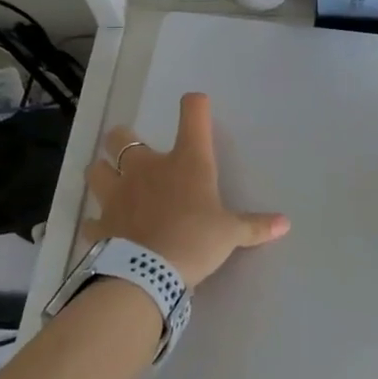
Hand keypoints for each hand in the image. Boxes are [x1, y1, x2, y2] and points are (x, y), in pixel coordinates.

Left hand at [85, 93, 289, 288]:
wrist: (148, 274)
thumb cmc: (195, 241)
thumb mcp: (231, 234)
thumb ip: (255, 226)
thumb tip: (286, 223)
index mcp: (185, 162)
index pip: (192, 115)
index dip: (195, 105)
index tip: (196, 104)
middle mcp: (146, 168)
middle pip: (121, 137)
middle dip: (123, 139)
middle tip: (132, 149)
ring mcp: (117, 194)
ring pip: (96, 170)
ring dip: (102, 172)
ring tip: (111, 181)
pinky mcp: (100, 224)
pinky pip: (92, 218)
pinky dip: (97, 222)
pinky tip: (104, 228)